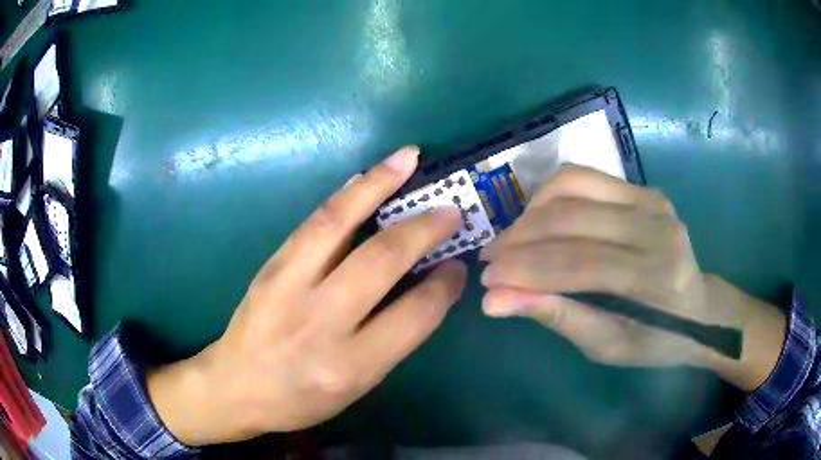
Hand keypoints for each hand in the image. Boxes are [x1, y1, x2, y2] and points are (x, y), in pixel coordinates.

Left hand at [147, 146, 467, 444]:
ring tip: (407, 158)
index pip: (413, 315)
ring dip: (378, 185)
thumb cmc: (301, 398)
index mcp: (350, 365)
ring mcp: (288, 286)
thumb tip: (425, 287)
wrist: (235, 386)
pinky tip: (364, 178)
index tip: (457, 266)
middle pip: (380, 261)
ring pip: (338, 223)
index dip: (443, 286)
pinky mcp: (270, 266)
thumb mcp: (356, 386)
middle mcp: (320, 322)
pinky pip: (312, 222)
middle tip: (450, 209)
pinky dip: (344, 196)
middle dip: (422, 228)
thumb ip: (392, 338)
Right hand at [480, 167, 784, 384]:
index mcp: (654, 277)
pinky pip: (585, 177)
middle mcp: (656, 227)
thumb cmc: (656, 340)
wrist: (700, 308)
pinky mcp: (645, 188)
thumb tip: (497, 301)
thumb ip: (558, 316)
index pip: (577, 264)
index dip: (525, 271)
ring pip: (572, 185)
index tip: (487, 283)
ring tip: (512, 240)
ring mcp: (652, 199)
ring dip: (531, 212)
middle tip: (490, 260)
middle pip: (571, 219)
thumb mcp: (607, 346)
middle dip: (519, 239)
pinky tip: (540, 219)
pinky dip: (552, 195)